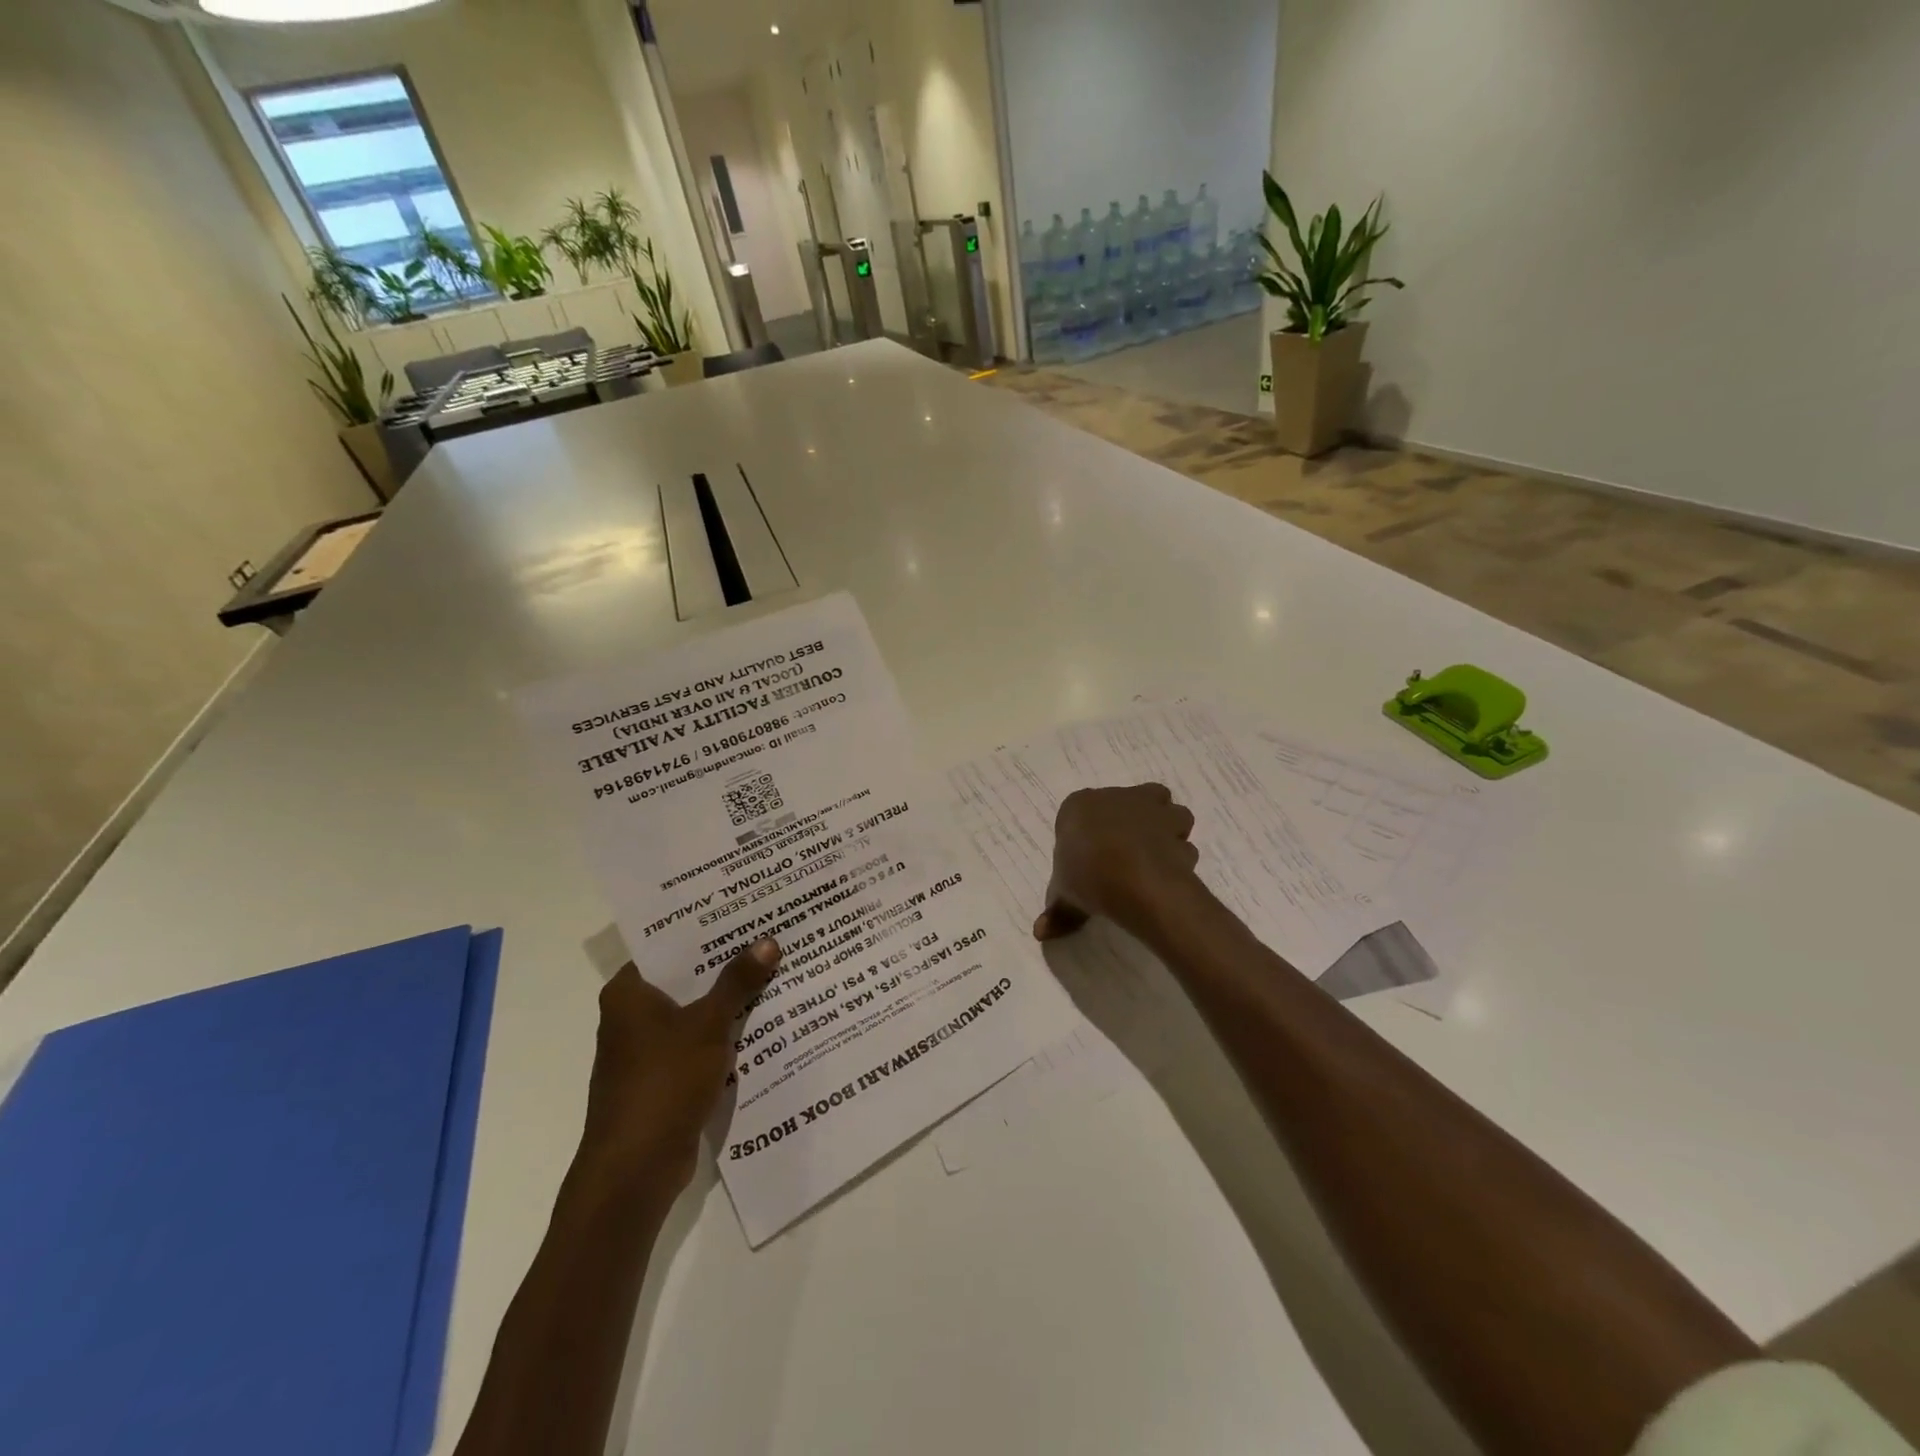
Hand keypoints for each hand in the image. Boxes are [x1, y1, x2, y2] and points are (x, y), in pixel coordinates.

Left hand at [579, 938, 781, 1192]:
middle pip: (684, 979)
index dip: (705, 930)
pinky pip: (697, 1043)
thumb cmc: (663, 1083)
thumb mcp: (708, 1025)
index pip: (667, 946)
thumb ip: (738, 982)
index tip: (742, 913)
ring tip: (773, 973)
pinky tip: (760, 1024)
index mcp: (628, 993)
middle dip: (725, 964)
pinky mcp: (661, 1079)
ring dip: (727, 1001)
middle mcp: (631, 1016)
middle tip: (768, 937)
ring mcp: (645, 1051)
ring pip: (693, 1012)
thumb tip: (768, 942)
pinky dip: (722, 1034)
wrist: (634, 1170)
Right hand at [1033, 784, 1199, 941]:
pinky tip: (1171, 875)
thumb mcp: (1064, 896)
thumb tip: (1041, 932)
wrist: (1132, 878)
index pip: (1082, 811)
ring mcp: (1151, 808)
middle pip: (1131, 802)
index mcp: (1080, 806)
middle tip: (1127, 854)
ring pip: (1167, 812)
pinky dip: (1180, 856)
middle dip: (1134, 822)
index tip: (1091, 857)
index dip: (1090, 832)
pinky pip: (1182, 841)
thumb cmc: (1087, 875)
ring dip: (1167, 830)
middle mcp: (1117, 797)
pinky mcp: (1176, 827)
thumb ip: (1057, 911)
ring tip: (1156, 860)